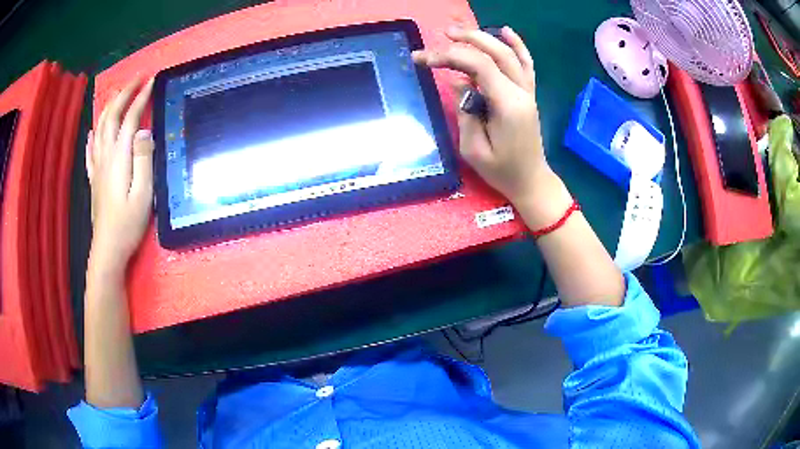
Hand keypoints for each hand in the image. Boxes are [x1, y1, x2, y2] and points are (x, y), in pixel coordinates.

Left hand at [86, 78, 154, 274]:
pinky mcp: (94, 179)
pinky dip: (92, 136)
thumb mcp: (143, 194)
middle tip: (136, 80)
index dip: (140, 99)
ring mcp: (97, 167)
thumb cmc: (128, 224)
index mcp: (119, 157)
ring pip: (99, 129)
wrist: (107, 249)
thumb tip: (143, 131)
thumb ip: (143, 160)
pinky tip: (92, 131)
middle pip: (111, 117)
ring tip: (118, 95)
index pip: (129, 119)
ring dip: (109, 108)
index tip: (151, 82)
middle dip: (123, 94)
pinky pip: (90, 151)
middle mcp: (105, 156)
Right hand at [413, 27, 568, 221]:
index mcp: (507, 104)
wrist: (531, 181)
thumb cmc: (502, 171)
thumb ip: (465, 110)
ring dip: (485, 38)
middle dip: (467, 40)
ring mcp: (528, 91)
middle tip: (442, 35)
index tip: (424, 59)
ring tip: (460, 32)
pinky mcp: (529, 94)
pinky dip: (517, 45)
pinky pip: (526, 64)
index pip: (478, 66)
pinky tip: (506, 31)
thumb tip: (458, 81)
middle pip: (495, 53)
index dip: (450, 57)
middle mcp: (521, 92)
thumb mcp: (473, 148)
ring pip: (509, 54)